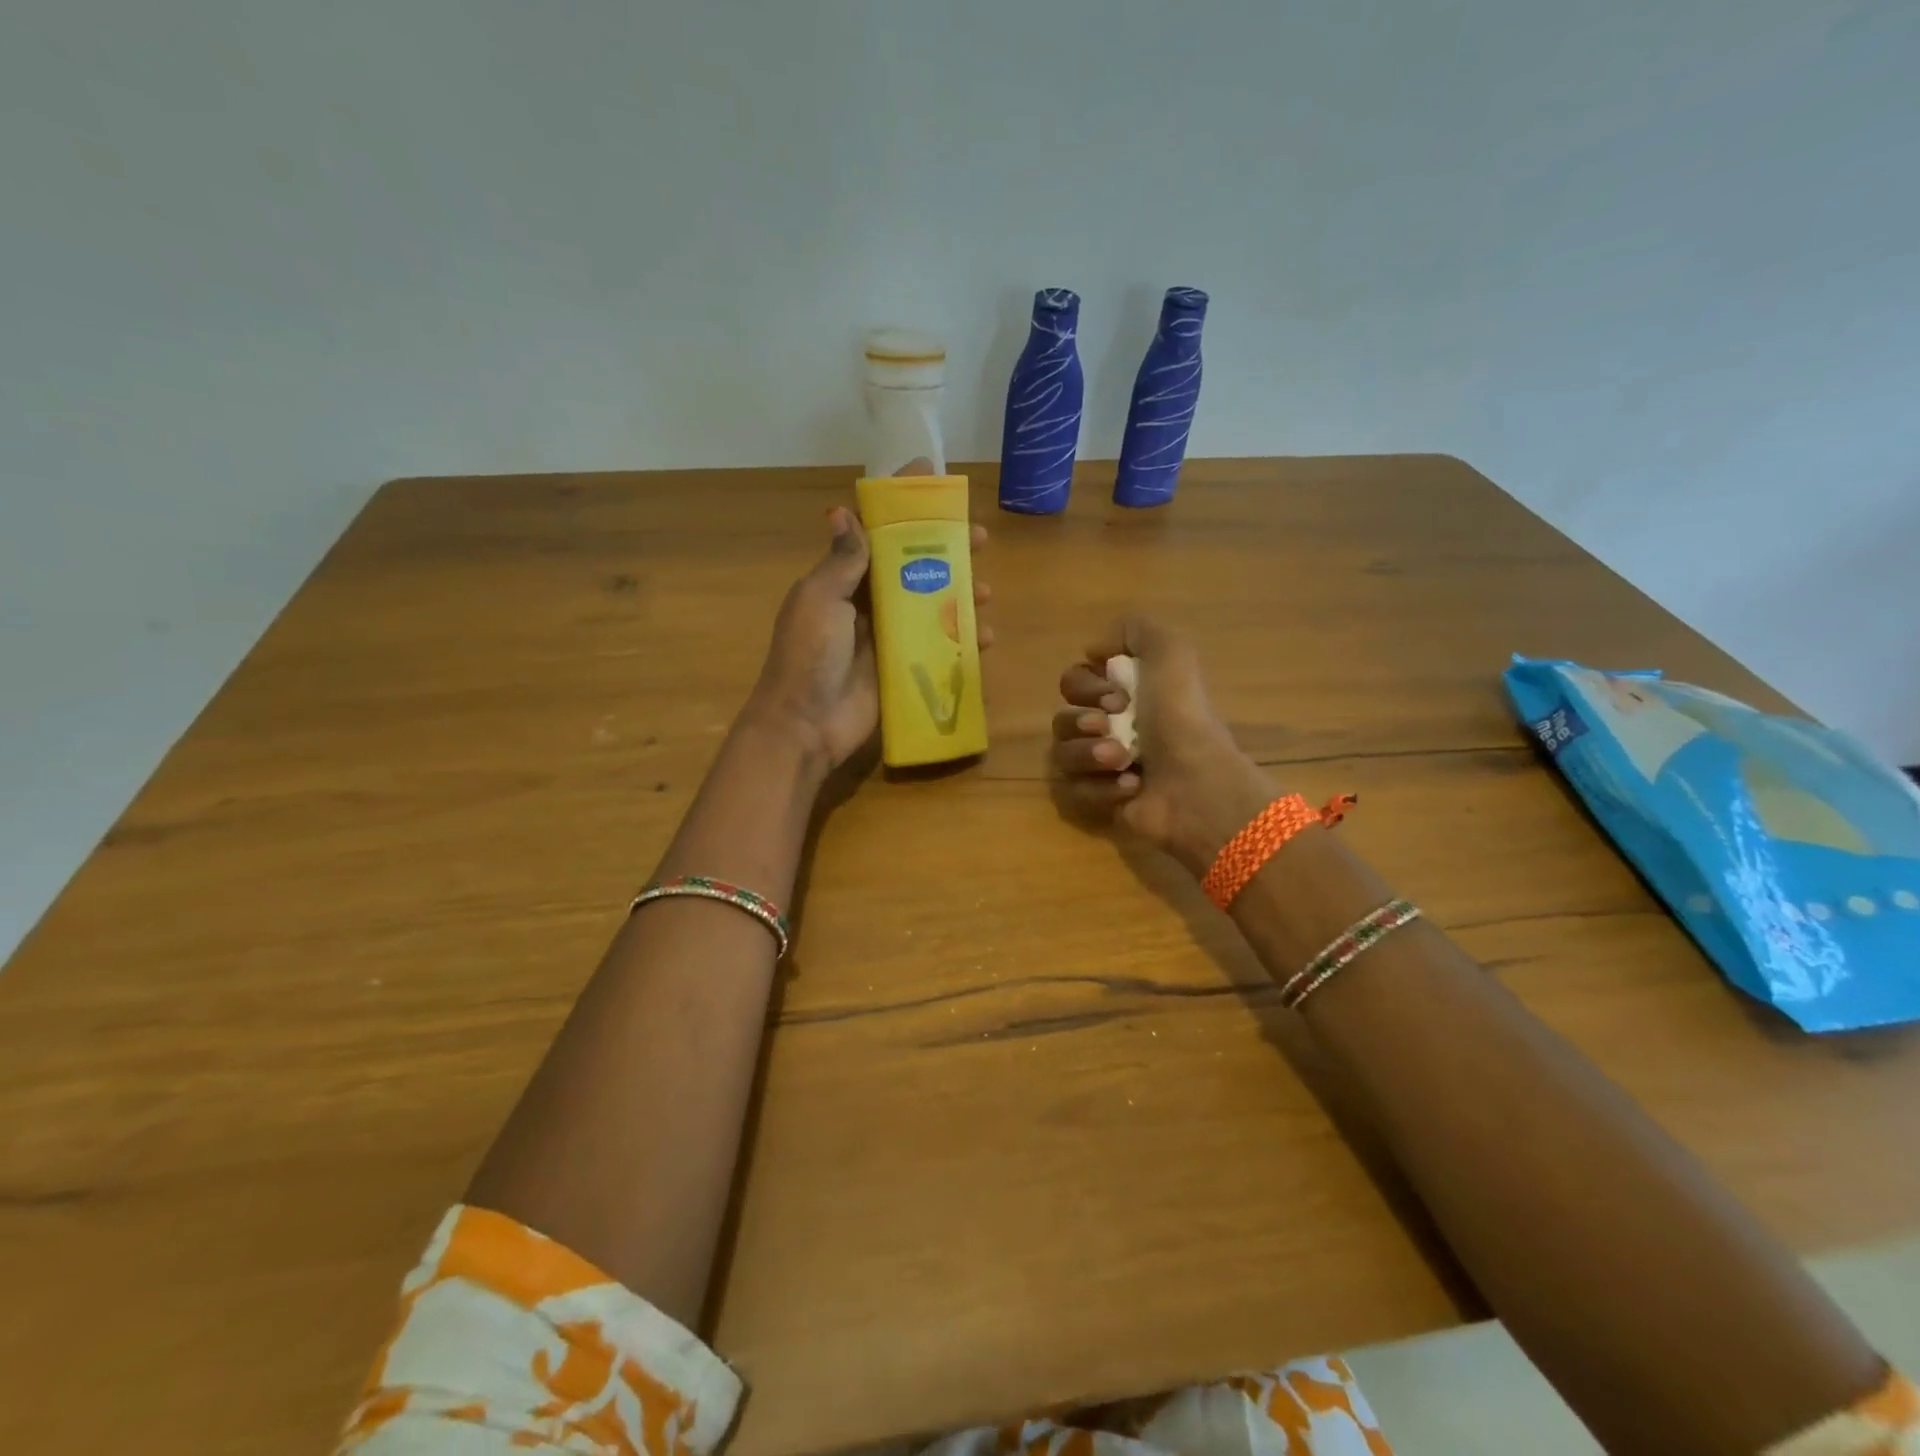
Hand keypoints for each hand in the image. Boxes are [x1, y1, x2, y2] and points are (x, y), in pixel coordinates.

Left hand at [746, 461, 990, 770]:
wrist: (806, 725)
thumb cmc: (808, 655)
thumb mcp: (819, 600)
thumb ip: (840, 562)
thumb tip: (843, 511)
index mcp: (844, 581)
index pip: (876, 534)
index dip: (902, 507)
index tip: (933, 478)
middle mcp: (868, 604)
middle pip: (913, 567)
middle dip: (947, 549)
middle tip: (980, 539)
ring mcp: (888, 638)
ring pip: (932, 605)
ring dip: (962, 594)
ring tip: (987, 591)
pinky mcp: (904, 669)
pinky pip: (939, 647)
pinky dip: (963, 640)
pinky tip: (985, 637)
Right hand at [1051, 616, 1276, 876]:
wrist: (1195, 782)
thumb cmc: (1181, 717)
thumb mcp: (1171, 651)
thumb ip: (1134, 629)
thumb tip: (1094, 651)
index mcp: (1123, 693)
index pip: (1072, 682)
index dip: (1085, 687)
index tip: (1116, 696)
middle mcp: (1109, 728)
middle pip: (1061, 718)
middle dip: (1080, 721)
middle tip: (1109, 726)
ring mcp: (1101, 767)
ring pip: (1061, 754)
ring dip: (1089, 753)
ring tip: (1123, 760)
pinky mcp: (1098, 802)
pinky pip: (1071, 790)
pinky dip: (1099, 787)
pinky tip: (1130, 787)